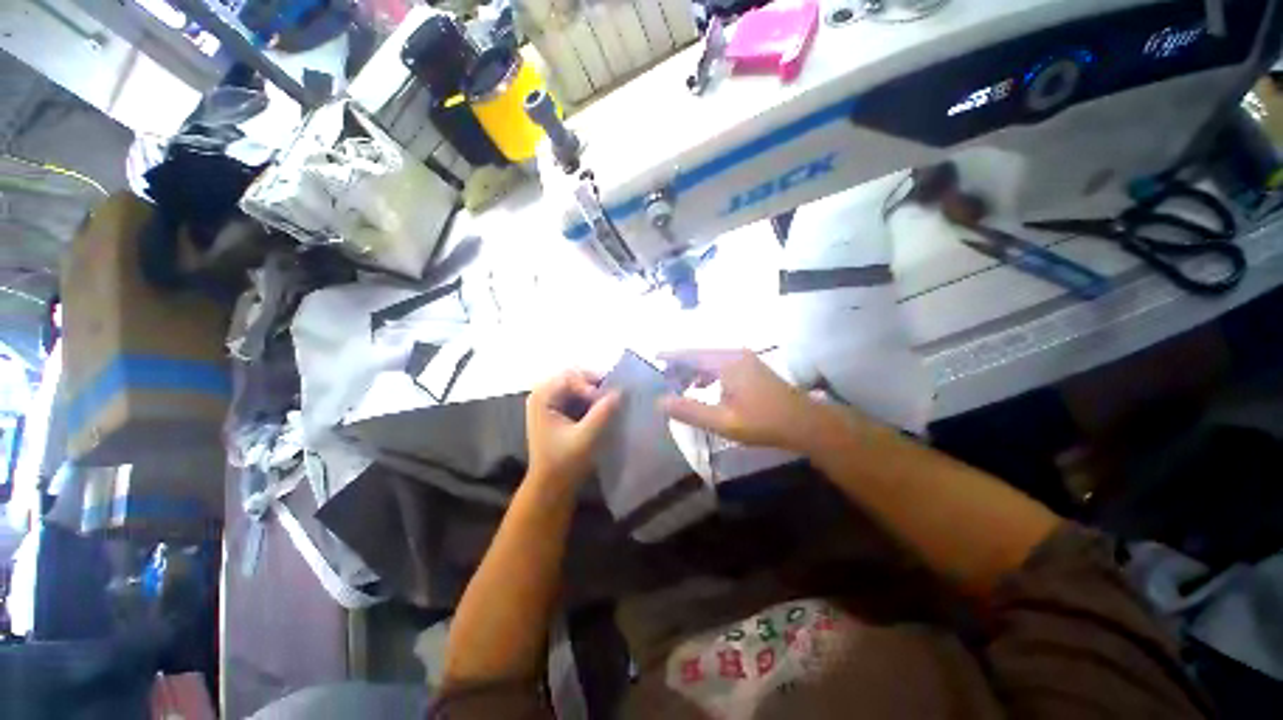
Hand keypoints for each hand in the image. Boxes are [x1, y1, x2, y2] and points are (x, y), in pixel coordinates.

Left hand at [525, 370, 619, 495]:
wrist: (551, 486)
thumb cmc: (564, 463)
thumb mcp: (586, 438)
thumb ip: (602, 413)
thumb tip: (621, 391)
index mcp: (542, 397)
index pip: (571, 376)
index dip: (591, 384)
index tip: (607, 400)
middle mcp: (543, 393)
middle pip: (574, 376)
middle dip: (595, 385)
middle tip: (613, 397)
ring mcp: (550, 401)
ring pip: (578, 384)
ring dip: (595, 392)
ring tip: (610, 403)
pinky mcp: (558, 409)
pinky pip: (578, 395)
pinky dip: (592, 399)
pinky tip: (602, 409)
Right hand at [659, 350, 830, 453]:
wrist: (804, 422)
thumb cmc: (762, 422)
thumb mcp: (722, 421)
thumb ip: (690, 410)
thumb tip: (660, 401)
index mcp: (726, 363)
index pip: (691, 355)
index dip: (671, 356)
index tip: (654, 356)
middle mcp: (734, 354)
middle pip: (700, 354)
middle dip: (681, 365)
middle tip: (665, 379)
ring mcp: (745, 358)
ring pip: (711, 358)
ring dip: (695, 369)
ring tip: (681, 385)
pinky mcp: (751, 366)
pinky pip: (721, 363)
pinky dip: (708, 372)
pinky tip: (704, 386)